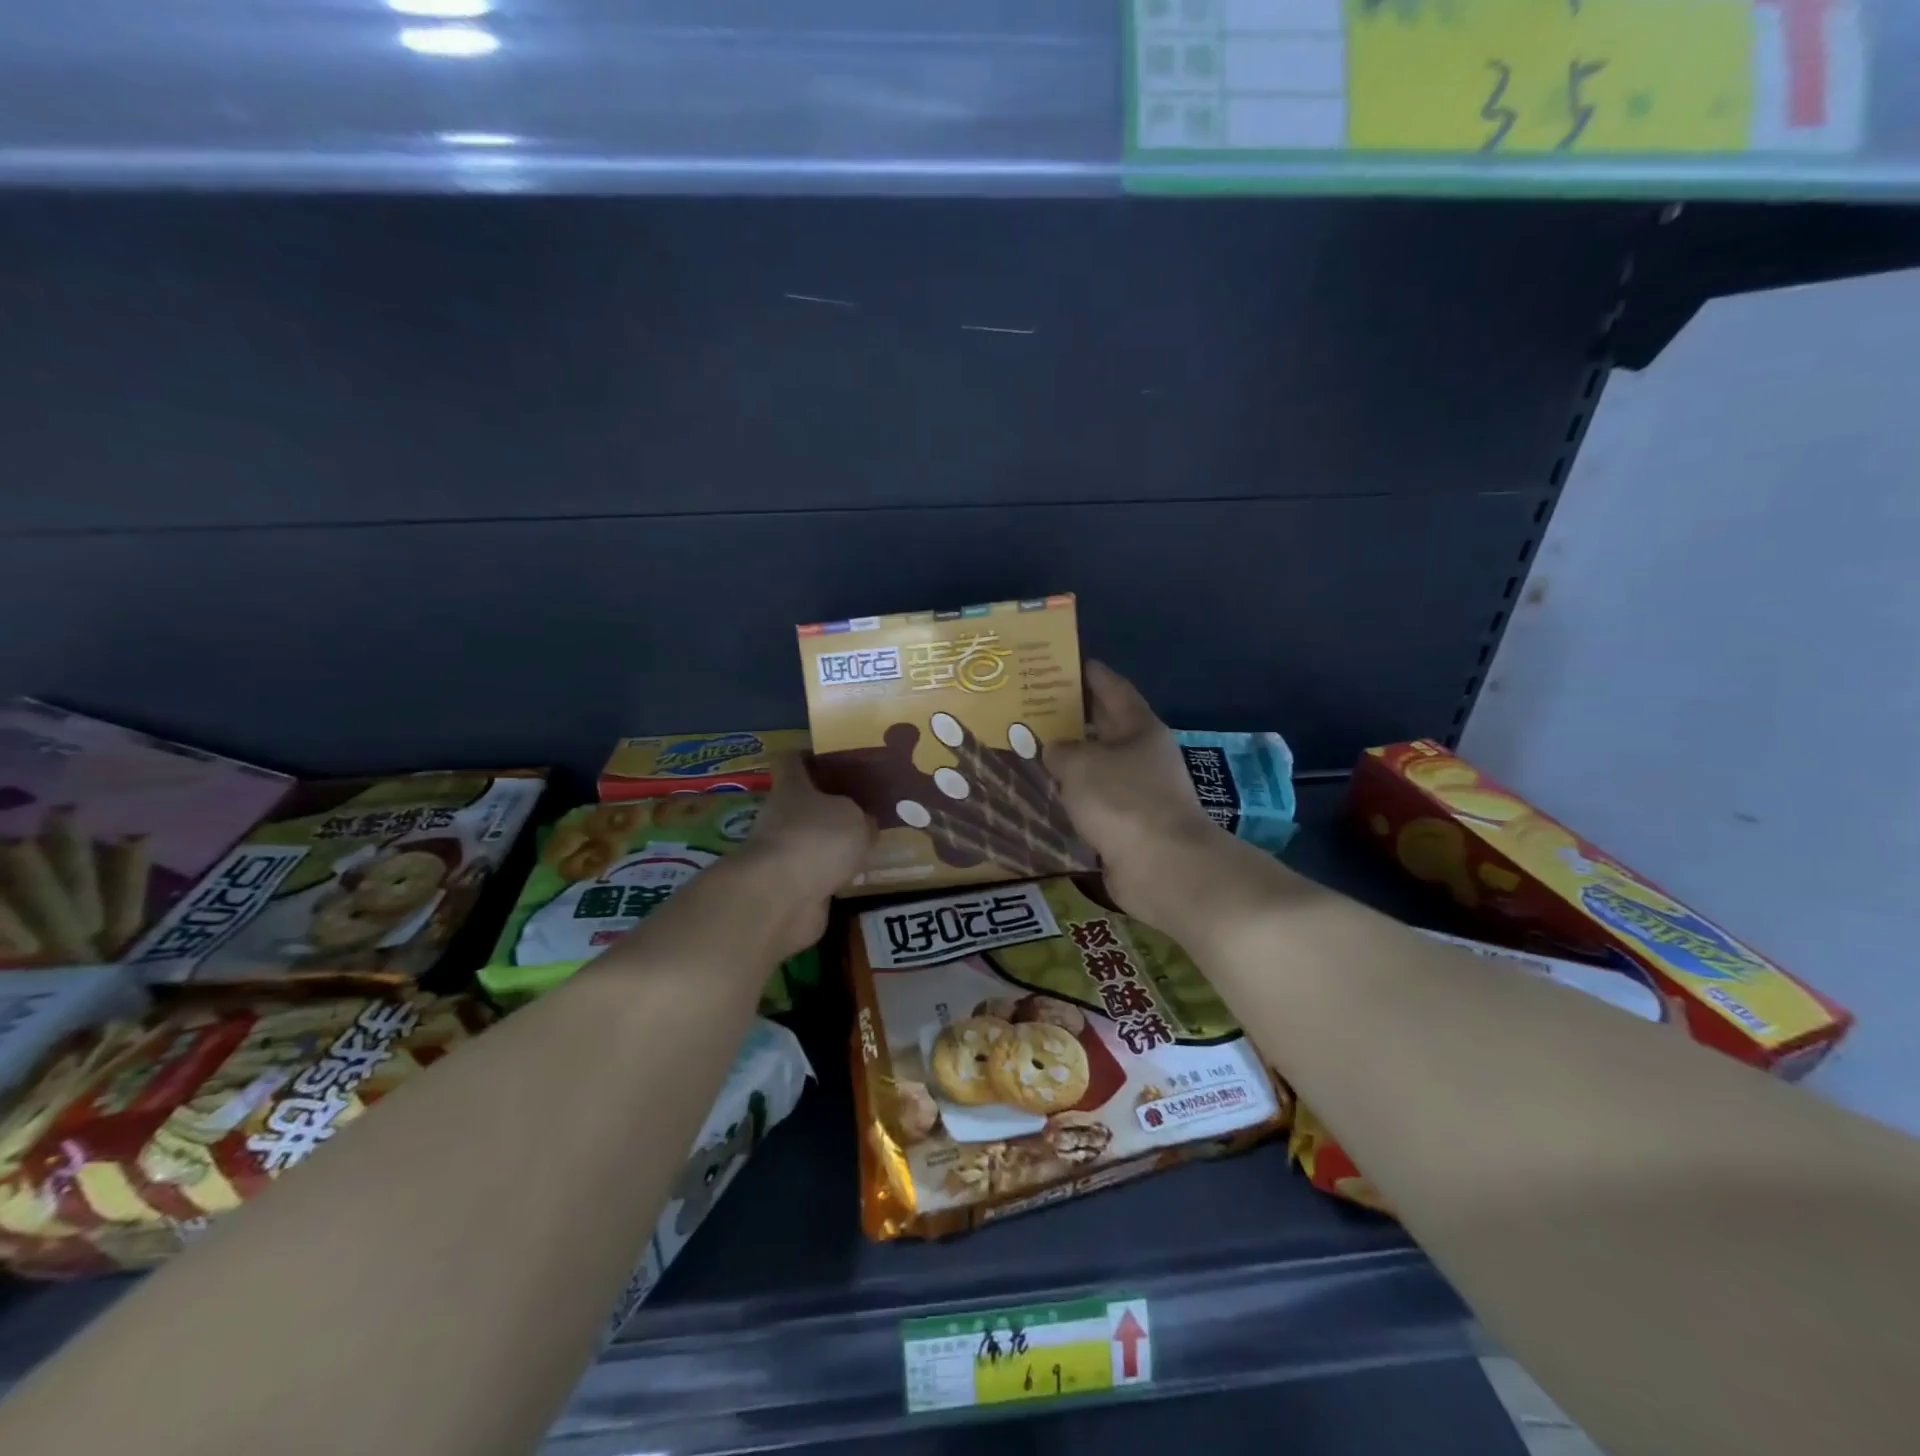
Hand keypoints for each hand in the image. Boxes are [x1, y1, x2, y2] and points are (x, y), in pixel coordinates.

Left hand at [738, 752, 873, 958]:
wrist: (782, 897)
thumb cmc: (818, 839)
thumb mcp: (855, 819)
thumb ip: (862, 819)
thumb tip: (865, 823)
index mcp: (792, 787)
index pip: (793, 760)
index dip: (811, 756)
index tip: (836, 758)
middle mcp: (780, 816)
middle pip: (804, 803)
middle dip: (830, 806)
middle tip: (865, 807)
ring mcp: (781, 853)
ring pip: (810, 840)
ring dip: (831, 844)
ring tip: (867, 844)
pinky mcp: (787, 886)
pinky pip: (814, 872)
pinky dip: (831, 874)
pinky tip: (856, 876)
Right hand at [1045, 662, 1228, 929]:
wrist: (1162, 867)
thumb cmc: (1123, 801)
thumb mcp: (1080, 764)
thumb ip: (1060, 749)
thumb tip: (1056, 751)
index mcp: (1139, 727)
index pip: (1112, 687)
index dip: (1089, 673)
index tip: (1063, 662)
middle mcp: (1142, 754)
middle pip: (1104, 726)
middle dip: (1072, 715)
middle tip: (1032, 705)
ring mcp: (1138, 791)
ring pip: (1097, 765)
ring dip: (1069, 759)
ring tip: (1030, 749)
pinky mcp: (1128, 825)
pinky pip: (1094, 800)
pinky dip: (1073, 795)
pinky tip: (1045, 794)